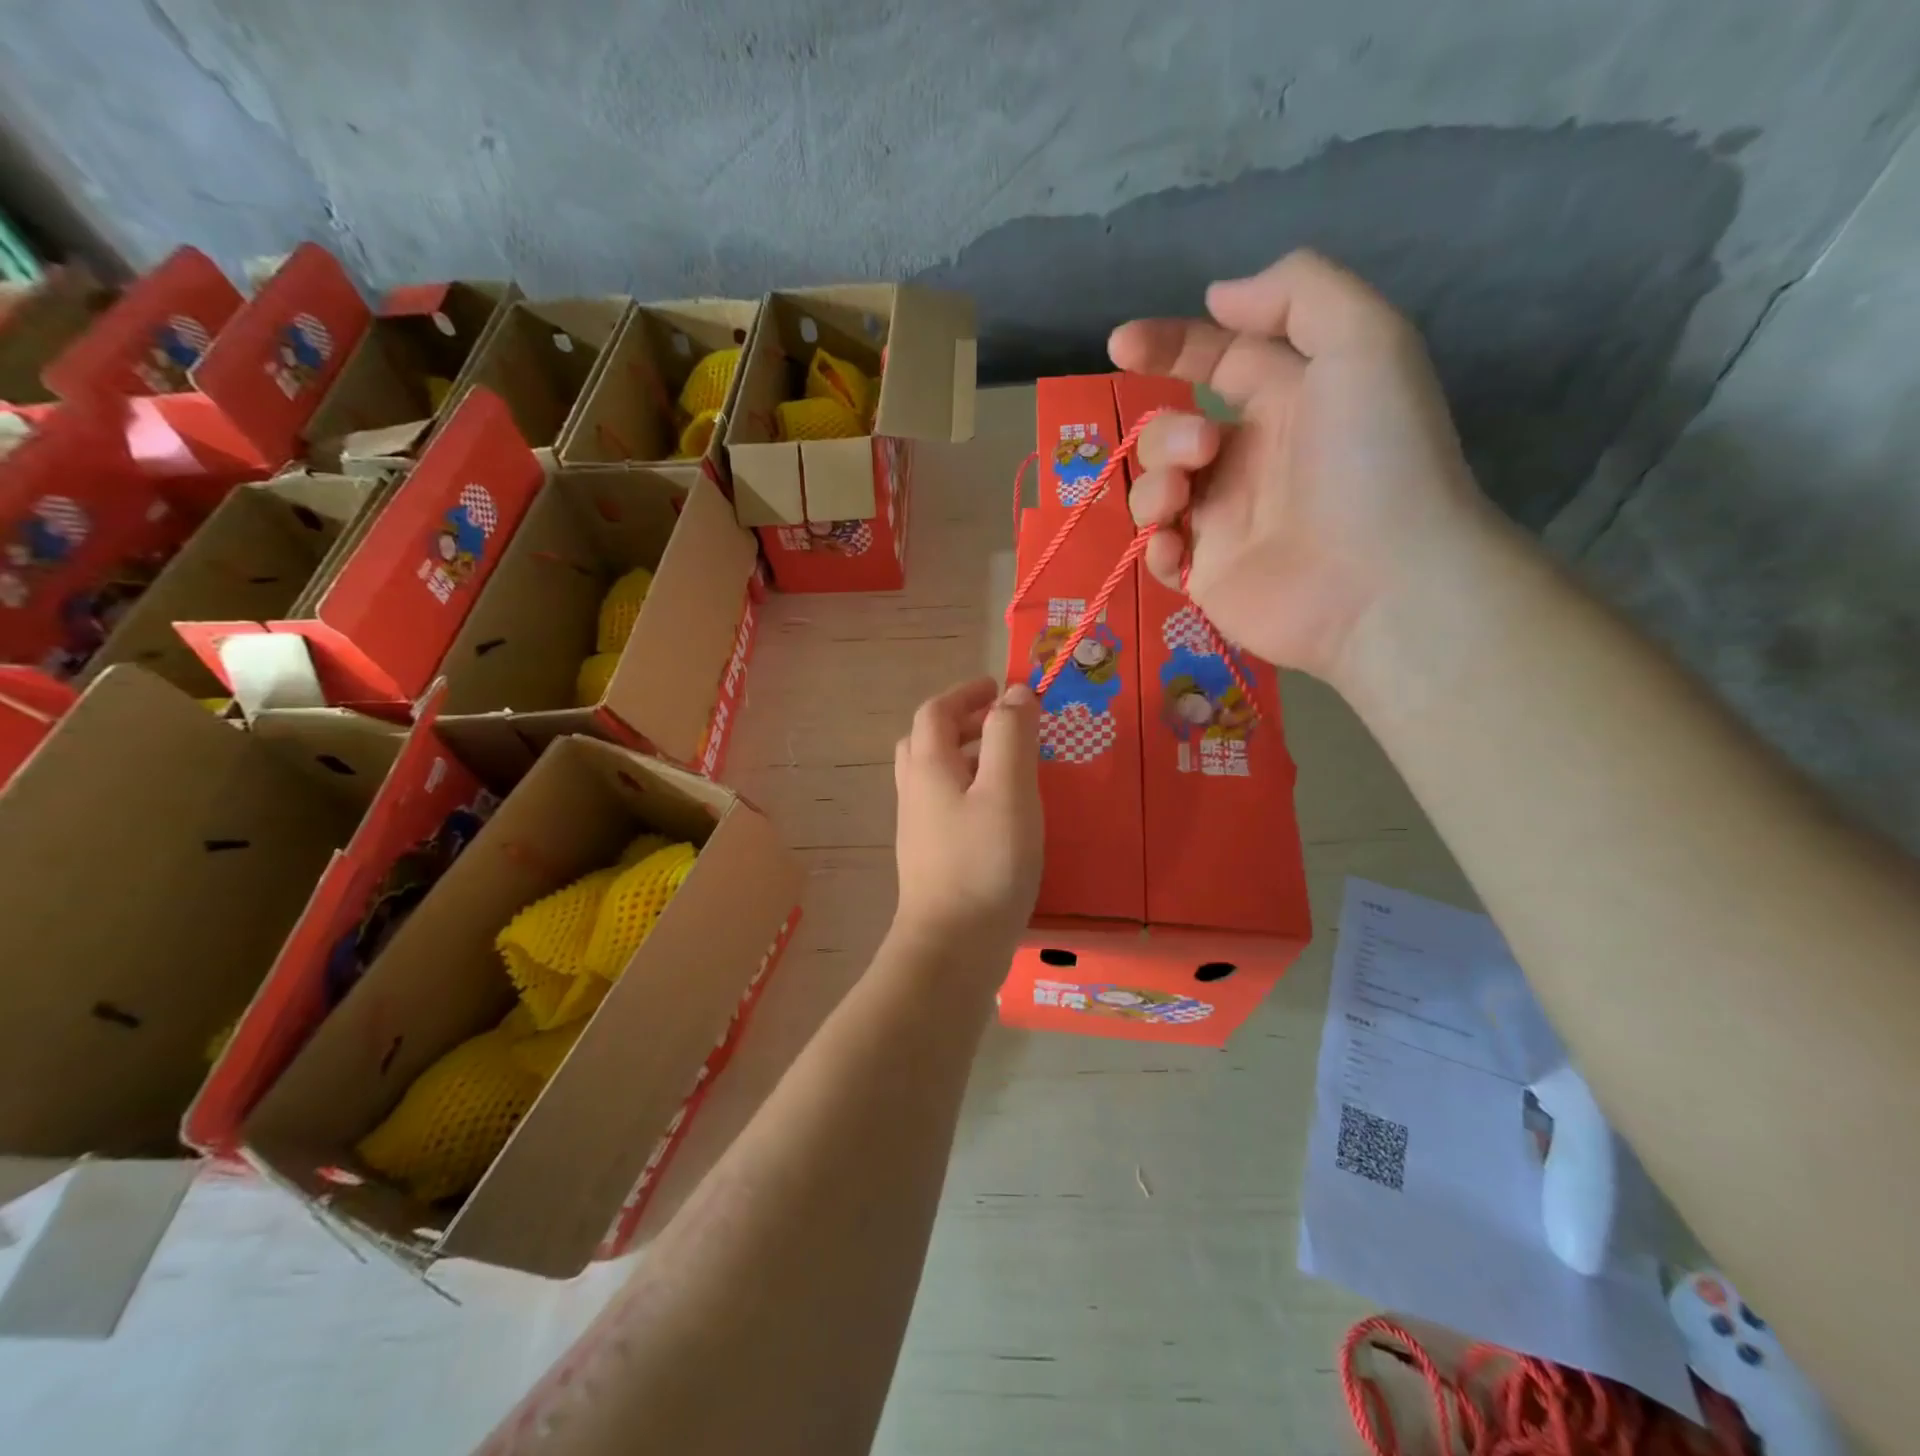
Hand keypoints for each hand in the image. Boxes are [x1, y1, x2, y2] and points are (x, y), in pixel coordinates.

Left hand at [893, 678, 1042, 956]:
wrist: (953, 946)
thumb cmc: (985, 862)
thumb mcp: (1007, 790)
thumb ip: (1011, 736)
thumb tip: (1014, 693)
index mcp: (929, 767)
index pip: (935, 712)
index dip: (965, 693)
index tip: (999, 688)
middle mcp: (915, 792)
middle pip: (926, 741)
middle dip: (962, 722)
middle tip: (1002, 725)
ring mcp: (919, 828)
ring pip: (934, 775)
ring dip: (965, 757)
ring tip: (1007, 766)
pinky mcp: (931, 857)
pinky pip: (945, 805)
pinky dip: (968, 790)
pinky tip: (999, 813)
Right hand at [1108, 249, 1493, 688]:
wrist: (1382, 582)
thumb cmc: (1375, 458)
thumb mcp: (1364, 341)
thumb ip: (1297, 294)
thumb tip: (1217, 296)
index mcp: (1287, 402)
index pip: (1218, 361)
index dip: (1169, 345)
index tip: (1120, 346)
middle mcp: (1251, 460)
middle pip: (1172, 432)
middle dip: (1167, 434)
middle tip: (1204, 452)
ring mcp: (1226, 523)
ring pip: (1154, 491)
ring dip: (1153, 486)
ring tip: (1182, 501)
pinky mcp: (1208, 576)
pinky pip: (1157, 551)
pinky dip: (1154, 543)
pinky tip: (1177, 547)